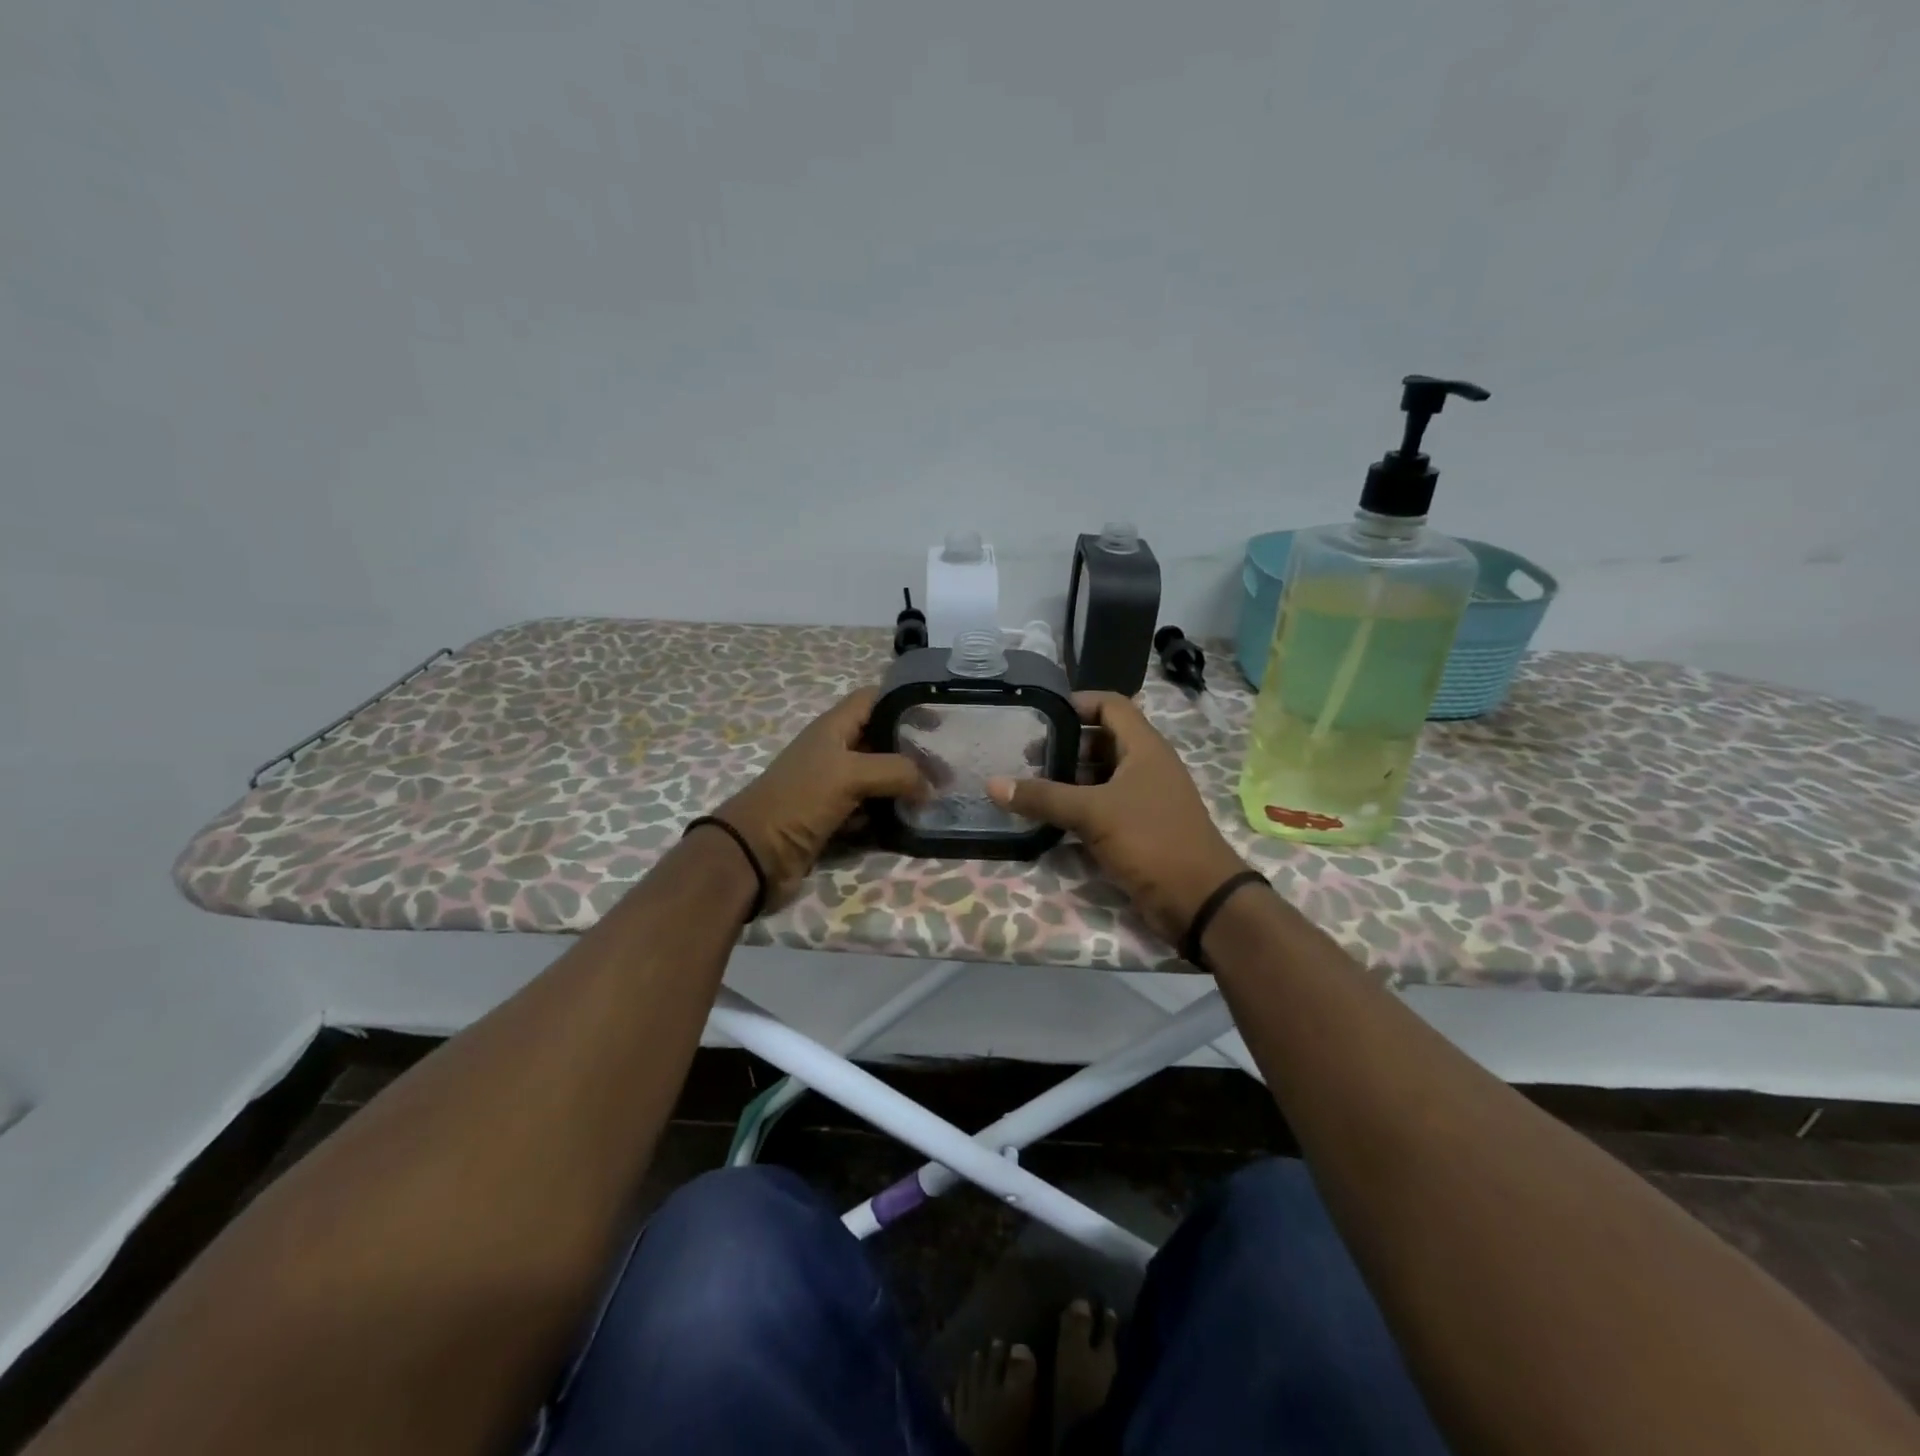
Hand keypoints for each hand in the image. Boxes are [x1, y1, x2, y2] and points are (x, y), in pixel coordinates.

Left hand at [709, 688, 923, 907]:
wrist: (756, 853)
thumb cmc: (800, 799)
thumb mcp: (850, 774)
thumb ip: (896, 771)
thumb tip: (930, 785)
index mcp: (834, 728)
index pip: (873, 699)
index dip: (904, 701)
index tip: (940, 717)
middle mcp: (835, 752)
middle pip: (881, 740)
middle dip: (912, 750)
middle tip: (948, 765)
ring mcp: (833, 786)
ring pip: (878, 778)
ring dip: (904, 786)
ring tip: (938, 793)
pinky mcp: (834, 818)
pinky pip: (870, 810)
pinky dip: (888, 814)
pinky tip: (911, 820)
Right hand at [987, 692, 1247, 942]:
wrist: (1198, 899)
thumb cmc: (1151, 840)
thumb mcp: (1093, 813)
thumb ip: (1044, 797)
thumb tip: (993, 784)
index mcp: (1144, 747)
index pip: (1110, 705)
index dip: (1077, 702)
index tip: (1040, 713)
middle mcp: (1146, 766)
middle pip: (1101, 741)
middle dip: (1065, 745)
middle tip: (1026, 756)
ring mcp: (1144, 798)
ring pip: (1101, 776)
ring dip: (1069, 779)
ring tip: (1031, 786)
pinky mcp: (1138, 828)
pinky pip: (1103, 806)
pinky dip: (1078, 807)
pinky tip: (1049, 817)